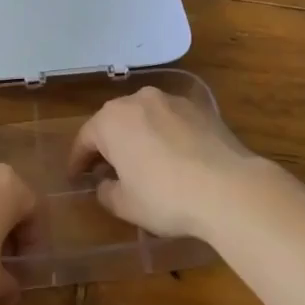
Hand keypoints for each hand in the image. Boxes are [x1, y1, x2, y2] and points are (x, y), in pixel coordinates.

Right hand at [69, 86, 269, 241]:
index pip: (85, 138)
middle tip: (106, 169)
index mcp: (112, 120)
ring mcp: (172, 100)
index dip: (78, 160)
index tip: (76, 178)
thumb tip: (105, 184)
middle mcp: (139, 100)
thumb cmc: (166, 197)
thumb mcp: (126, 204)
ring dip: (137, 135)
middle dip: (108, 143)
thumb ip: (107, 192)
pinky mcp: (200, 108)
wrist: (228, 187)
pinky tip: (173, 156)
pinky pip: (171, 119)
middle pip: (114, 120)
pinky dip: (165, 134)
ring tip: (141, 160)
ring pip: (144, 116)